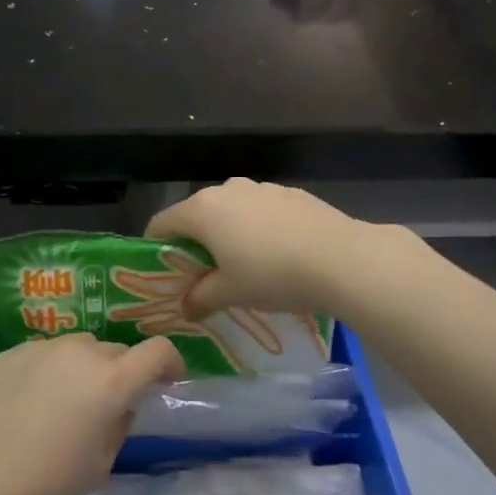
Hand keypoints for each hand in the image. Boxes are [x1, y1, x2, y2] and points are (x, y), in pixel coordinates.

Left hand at [0, 333, 182, 494]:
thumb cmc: (48, 485)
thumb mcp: (102, 461)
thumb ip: (119, 421)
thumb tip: (119, 403)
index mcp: (111, 381)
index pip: (158, 351)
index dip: (170, 364)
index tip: (167, 382)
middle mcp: (80, 352)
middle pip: (115, 351)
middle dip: (120, 373)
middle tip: (105, 405)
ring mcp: (42, 348)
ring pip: (78, 349)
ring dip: (83, 368)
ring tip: (63, 402)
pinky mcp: (10, 353)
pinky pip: (44, 354)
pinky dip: (49, 371)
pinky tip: (29, 402)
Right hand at [145, 178, 376, 318]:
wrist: (340, 258)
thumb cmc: (272, 274)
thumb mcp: (230, 294)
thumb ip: (200, 299)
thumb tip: (185, 307)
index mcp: (202, 210)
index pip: (161, 223)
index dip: (155, 249)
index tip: (163, 274)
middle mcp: (226, 189)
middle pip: (196, 215)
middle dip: (195, 243)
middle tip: (203, 276)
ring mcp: (260, 187)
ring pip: (230, 211)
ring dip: (228, 234)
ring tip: (244, 266)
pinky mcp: (289, 193)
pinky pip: (260, 211)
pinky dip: (257, 228)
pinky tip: (277, 254)